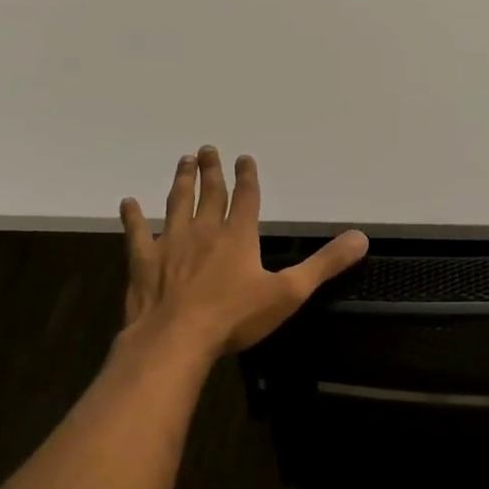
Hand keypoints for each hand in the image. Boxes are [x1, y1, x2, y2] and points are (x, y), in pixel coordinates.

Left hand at [120, 146, 367, 355]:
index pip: (246, 198)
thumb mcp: (290, 292)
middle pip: (210, 194)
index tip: (243, 158)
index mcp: (238, 236)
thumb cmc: (235, 317)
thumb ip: (325, 264)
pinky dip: (132, 217)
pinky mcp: (144, 262)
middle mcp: (205, 231)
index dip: (247, 177)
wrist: (176, 340)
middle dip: (212, 171)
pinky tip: (128, 203)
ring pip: (177, 204)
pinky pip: (137, 233)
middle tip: (207, 148)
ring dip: (182, 182)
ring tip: (184, 161)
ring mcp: (171, 244)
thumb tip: (360, 238)